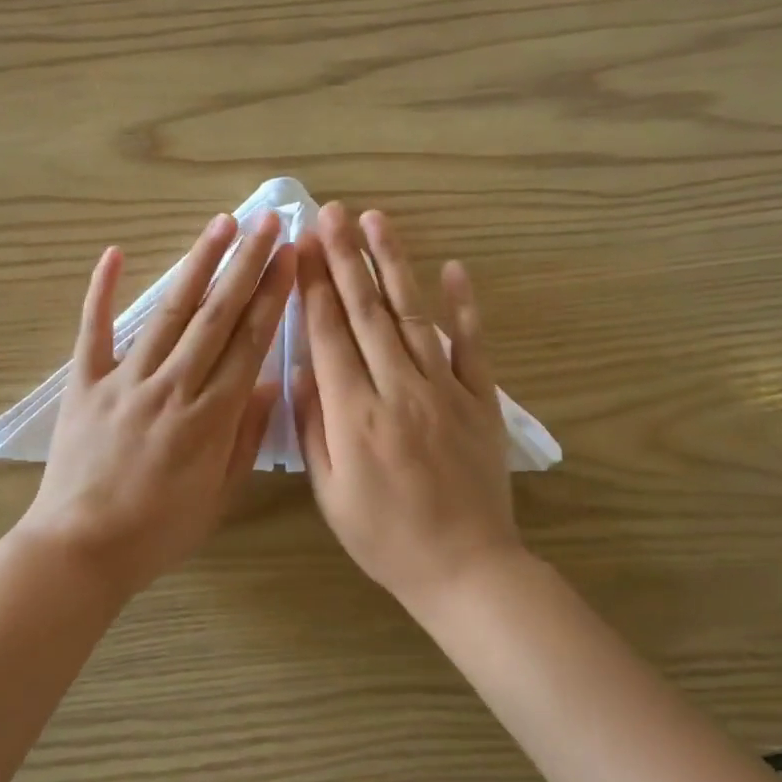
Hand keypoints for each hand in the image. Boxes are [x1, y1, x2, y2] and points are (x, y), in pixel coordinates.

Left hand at [19, 210, 296, 599]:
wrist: (81, 550)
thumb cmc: (159, 530)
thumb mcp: (220, 494)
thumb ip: (247, 437)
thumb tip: (268, 382)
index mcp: (211, 416)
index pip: (250, 341)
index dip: (272, 295)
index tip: (289, 256)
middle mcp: (173, 386)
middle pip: (216, 315)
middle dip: (246, 264)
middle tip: (267, 221)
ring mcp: (125, 380)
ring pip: (168, 311)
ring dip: (197, 264)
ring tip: (220, 224)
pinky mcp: (85, 384)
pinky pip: (93, 331)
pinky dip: (101, 292)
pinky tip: (113, 253)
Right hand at [293, 204, 522, 610]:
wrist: (465, 568)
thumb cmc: (385, 537)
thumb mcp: (329, 493)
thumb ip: (313, 427)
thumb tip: (302, 370)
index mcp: (355, 415)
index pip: (328, 335)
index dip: (312, 286)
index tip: (300, 247)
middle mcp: (398, 390)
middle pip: (366, 312)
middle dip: (344, 258)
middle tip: (331, 212)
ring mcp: (445, 391)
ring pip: (414, 315)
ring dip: (393, 264)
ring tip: (377, 221)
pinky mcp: (481, 400)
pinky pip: (473, 346)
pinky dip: (464, 306)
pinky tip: (453, 267)